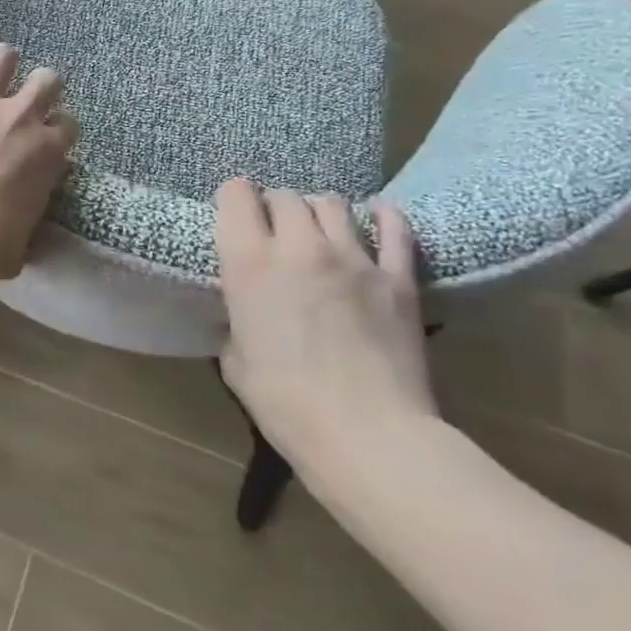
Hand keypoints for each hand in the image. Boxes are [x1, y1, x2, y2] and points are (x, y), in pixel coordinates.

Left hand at [0, 45, 76, 291]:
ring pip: (2, 59)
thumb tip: (23, 226)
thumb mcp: (23, 240)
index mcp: (47, 152)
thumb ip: (28, 216)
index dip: (58, 128)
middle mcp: (20, 118)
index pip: (67, 125)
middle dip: (42, 86)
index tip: (48, 135)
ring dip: (3, 61)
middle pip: (46, 81)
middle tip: (29, 96)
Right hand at [214, 180, 436, 475]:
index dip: (232, 200)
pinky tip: (376, 220)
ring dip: (318, 211)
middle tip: (274, 232)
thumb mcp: (235, 358)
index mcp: (248, 263)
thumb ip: (238, 317)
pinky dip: (381, 218)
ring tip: (318, 231)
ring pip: (333, 204)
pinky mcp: (398, 277)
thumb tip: (248, 310)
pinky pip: (393, 228)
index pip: (235, 195)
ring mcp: (354, 258)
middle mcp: (299, 247)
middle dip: (275, 208)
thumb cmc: (284, 403)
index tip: (233, 218)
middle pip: (285, 197)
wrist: (367, 435)